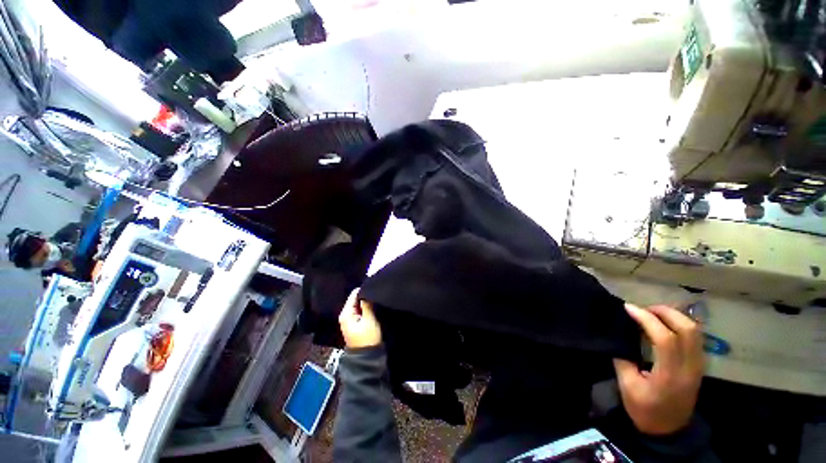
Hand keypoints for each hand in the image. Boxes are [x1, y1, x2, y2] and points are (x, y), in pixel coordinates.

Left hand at [339, 289, 381, 348]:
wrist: (367, 358)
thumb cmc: (368, 338)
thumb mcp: (369, 320)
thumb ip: (367, 304)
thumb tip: (366, 290)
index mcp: (345, 313)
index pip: (354, 294)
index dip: (364, 290)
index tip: (374, 288)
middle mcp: (345, 315)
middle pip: (356, 299)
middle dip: (366, 296)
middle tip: (377, 294)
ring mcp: (349, 319)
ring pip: (359, 304)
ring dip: (366, 302)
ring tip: (376, 300)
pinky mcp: (355, 323)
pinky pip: (360, 310)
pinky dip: (366, 308)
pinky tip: (373, 308)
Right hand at [614, 304, 704, 435]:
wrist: (668, 429)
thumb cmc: (644, 409)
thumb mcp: (627, 386)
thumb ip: (623, 358)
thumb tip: (619, 335)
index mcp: (670, 375)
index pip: (665, 339)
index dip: (646, 319)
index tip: (628, 308)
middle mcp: (690, 367)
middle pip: (687, 330)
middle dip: (664, 312)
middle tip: (643, 309)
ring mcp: (698, 365)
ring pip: (695, 331)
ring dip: (674, 316)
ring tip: (653, 314)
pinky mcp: (699, 365)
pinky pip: (695, 337)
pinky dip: (680, 324)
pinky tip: (665, 324)